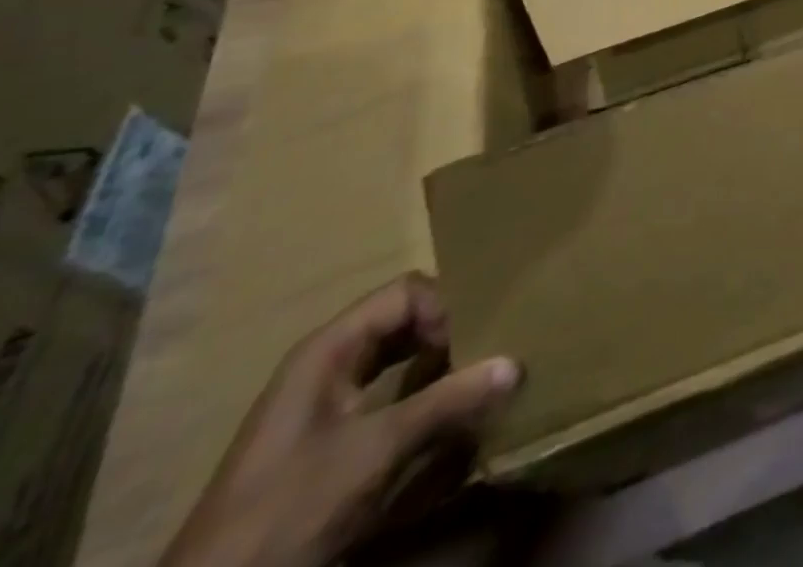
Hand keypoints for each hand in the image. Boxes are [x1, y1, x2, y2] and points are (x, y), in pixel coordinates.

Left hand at [160, 274, 519, 566]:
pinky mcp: (325, 443)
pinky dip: (419, 399)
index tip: (477, 341)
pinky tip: (443, 422)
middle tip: (489, 352)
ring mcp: (322, 405)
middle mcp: (326, 363)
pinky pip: (386, 397)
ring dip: (438, 366)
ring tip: (475, 383)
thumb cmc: (287, 511)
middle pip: (403, 321)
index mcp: (329, 348)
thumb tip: (515, 363)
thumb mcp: (373, 454)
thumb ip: (445, 403)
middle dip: (448, 332)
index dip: (446, 307)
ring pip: (397, 359)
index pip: (406, 292)